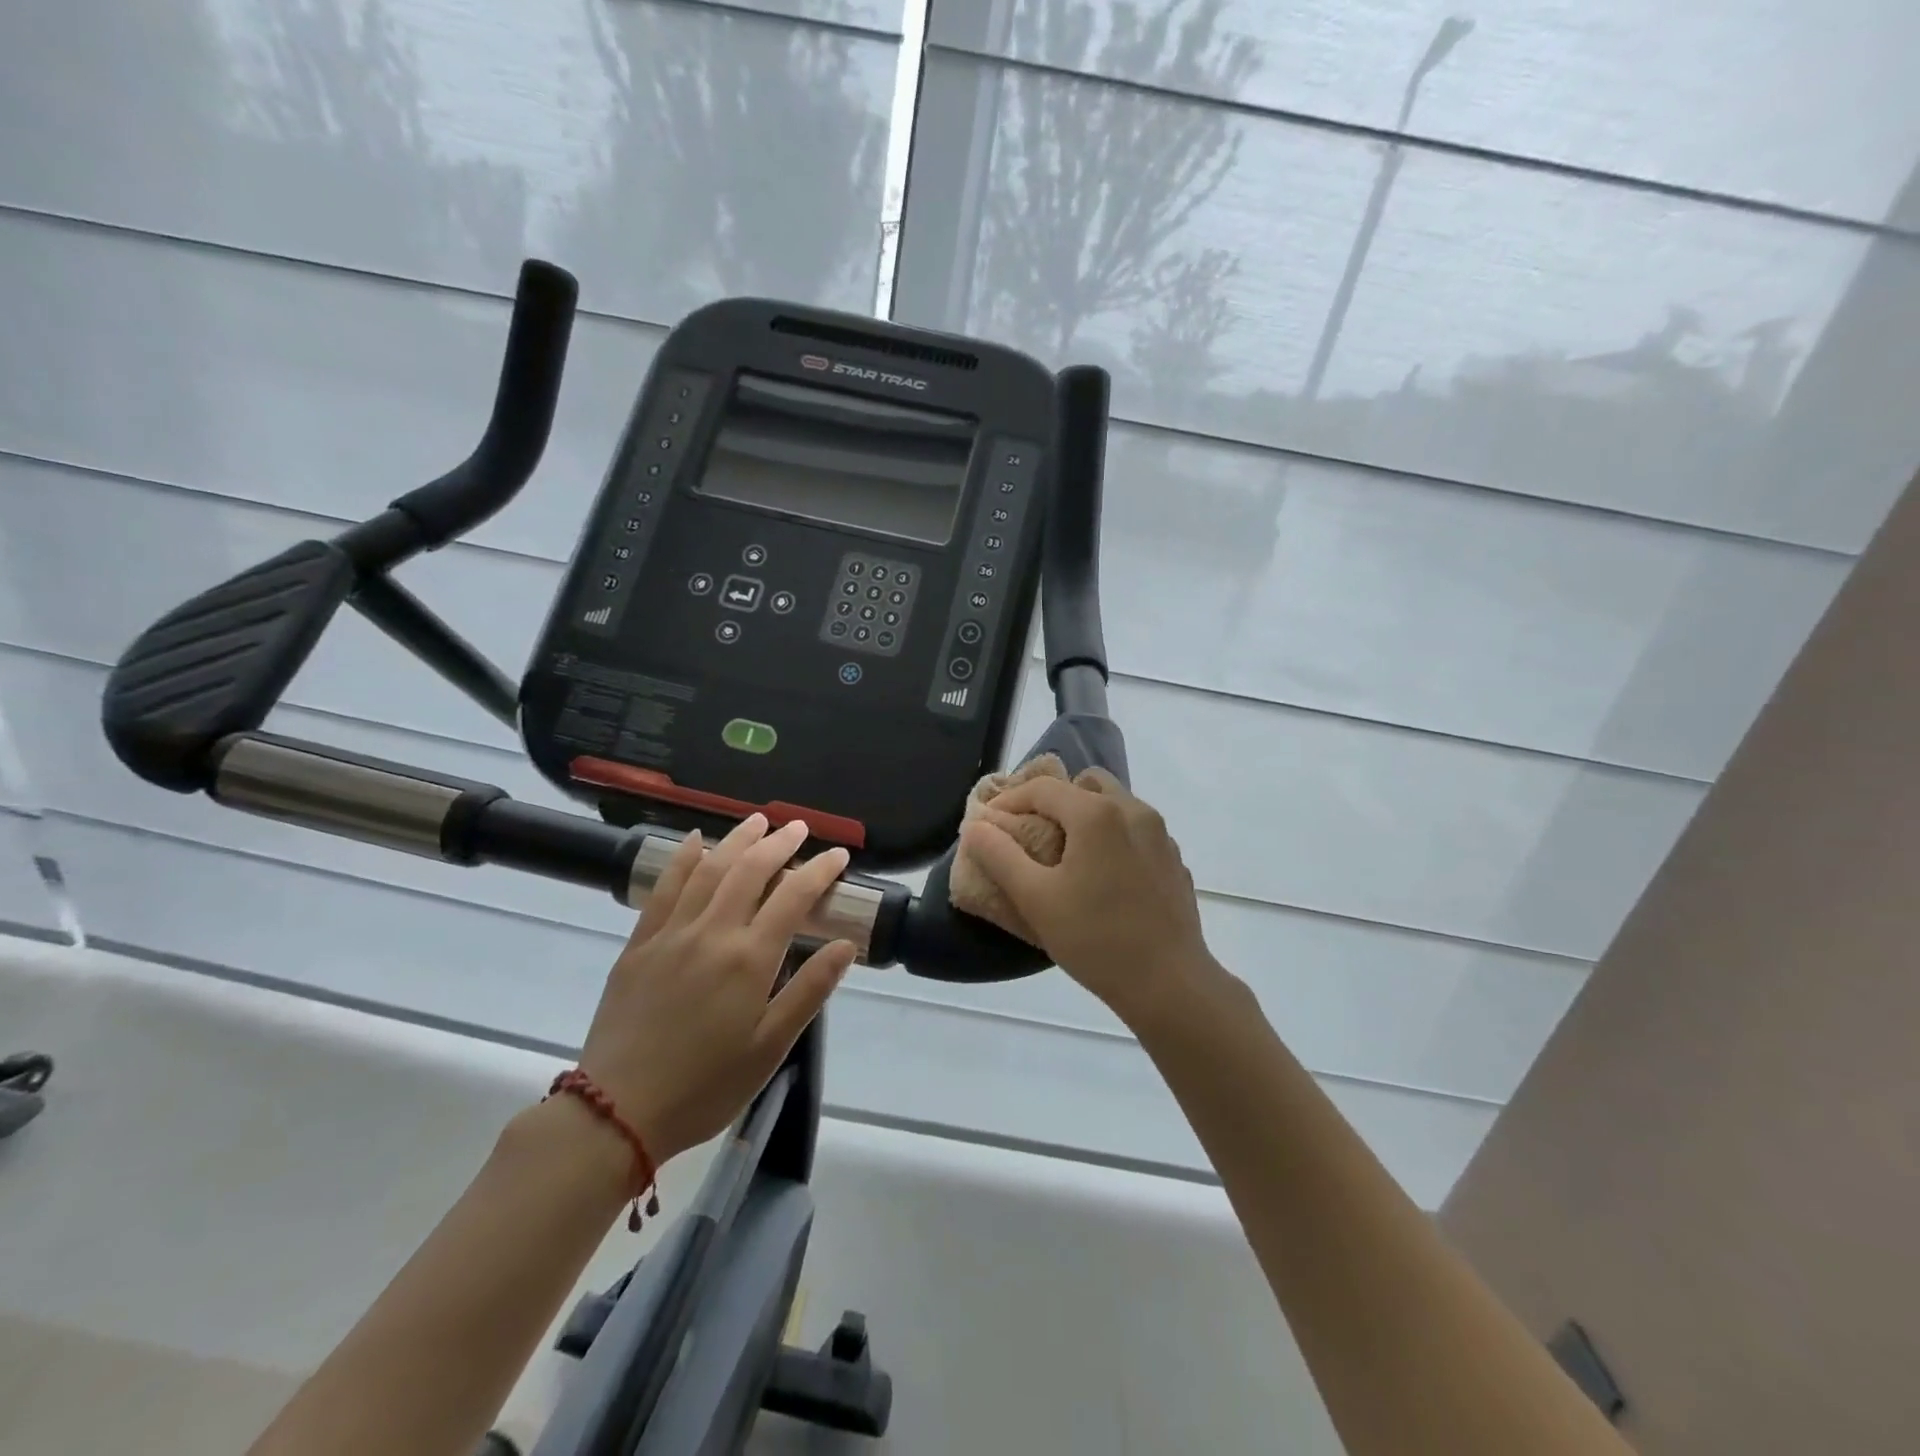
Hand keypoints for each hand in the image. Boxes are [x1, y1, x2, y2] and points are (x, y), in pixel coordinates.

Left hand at [576, 815, 855, 1164]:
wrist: (616, 1112)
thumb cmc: (706, 1086)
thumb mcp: (770, 1048)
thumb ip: (809, 991)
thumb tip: (846, 944)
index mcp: (749, 959)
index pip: (793, 897)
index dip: (819, 870)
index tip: (838, 855)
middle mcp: (712, 933)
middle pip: (750, 871)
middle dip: (779, 843)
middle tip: (798, 827)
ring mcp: (671, 934)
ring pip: (709, 870)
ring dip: (736, 840)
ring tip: (757, 821)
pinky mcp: (639, 944)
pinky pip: (663, 889)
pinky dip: (682, 859)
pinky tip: (695, 841)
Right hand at [958, 769, 1218, 1029]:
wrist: (1170, 984)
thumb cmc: (1096, 939)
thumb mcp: (1035, 899)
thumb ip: (1000, 856)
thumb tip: (976, 826)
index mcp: (1096, 813)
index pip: (1043, 788)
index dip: (1010, 800)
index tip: (989, 826)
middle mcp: (1133, 810)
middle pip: (1085, 784)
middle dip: (1054, 799)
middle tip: (1032, 832)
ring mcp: (1160, 834)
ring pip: (1115, 803)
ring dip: (1086, 814)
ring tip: (1067, 853)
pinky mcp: (1174, 859)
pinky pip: (1136, 829)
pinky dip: (1113, 836)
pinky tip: (1103, 875)